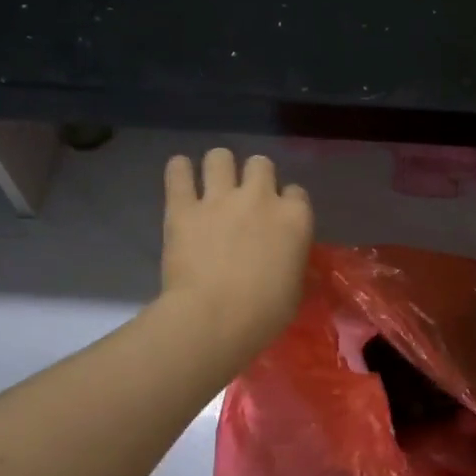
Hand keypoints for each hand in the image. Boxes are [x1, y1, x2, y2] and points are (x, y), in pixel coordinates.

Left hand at [161, 149, 313, 360]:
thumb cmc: (264, 313)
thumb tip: (294, 263)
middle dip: (254, 175)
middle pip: (260, 164)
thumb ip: (294, 265)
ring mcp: (219, 198)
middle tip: (245, 196)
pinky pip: (178, 172)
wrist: (214, 318)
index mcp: (294, 219)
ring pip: (220, 157)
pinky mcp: (183, 207)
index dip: (286, 201)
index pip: (296, 192)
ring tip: (212, 181)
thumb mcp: (295, 290)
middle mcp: (260, 198)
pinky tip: (180, 172)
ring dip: (218, 166)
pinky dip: (179, 170)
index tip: (278, 216)